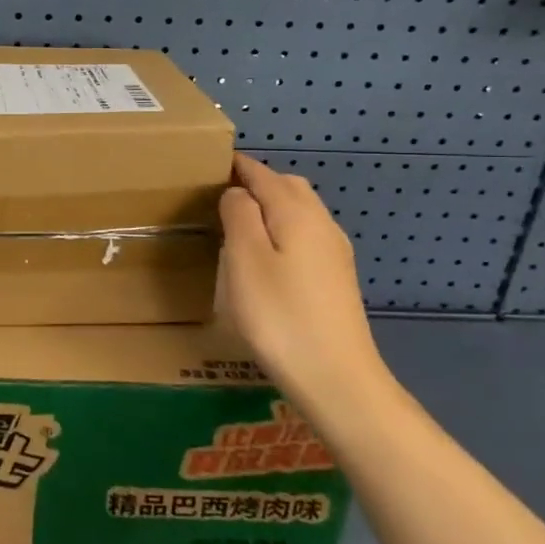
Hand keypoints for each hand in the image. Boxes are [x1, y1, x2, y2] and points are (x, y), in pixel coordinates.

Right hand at [218, 154, 390, 409]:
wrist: (337, 379)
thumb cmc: (280, 316)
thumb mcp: (245, 260)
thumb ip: (239, 215)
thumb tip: (237, 192)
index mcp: (296, 213)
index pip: (262, 174)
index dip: (236, 166)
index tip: (207, 165)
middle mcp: (321, 224)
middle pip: (288, 186)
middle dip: (257, 181)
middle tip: (220, 193)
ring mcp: (334, 252)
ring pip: (301, 210)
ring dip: (271, 205)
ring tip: (238, 221)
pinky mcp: (336, 278)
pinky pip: (307, 234)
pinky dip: (283, 228)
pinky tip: (268, 253)